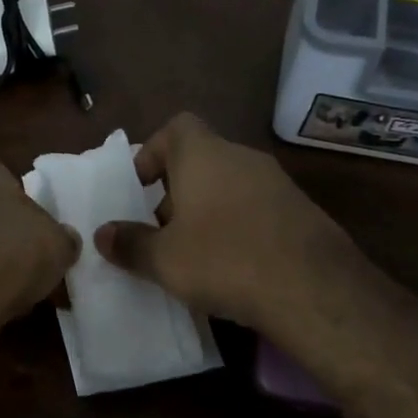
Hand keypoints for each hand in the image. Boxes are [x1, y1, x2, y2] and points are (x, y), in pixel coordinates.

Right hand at [93, 113, 377, 344]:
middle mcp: (242, 159)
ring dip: (205, 214)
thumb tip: (102, 234)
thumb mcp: (164, 259)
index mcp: (204, 156)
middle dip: (174, 194)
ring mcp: (278, 184)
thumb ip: (129, 243)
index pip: (176, 127)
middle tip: (158, 233)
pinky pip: (255, 211)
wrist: (315, 290)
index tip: (138, 189)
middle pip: (200, 162)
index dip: (152, 153)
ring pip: (228, 188)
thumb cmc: (224, 260)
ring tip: (191, 256)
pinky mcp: (301, 213)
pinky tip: (231, 269)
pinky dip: (236, 229)